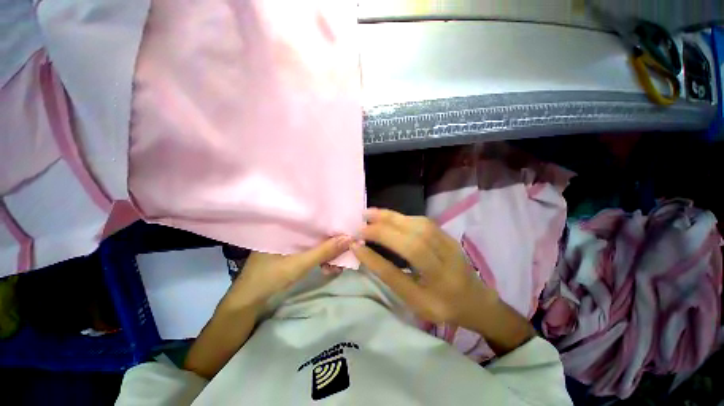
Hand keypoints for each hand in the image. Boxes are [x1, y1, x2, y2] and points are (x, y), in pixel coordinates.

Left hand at [220, 235, 352, 311]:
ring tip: (338, 263)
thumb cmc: (269, 277)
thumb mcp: (299, 264)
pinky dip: (320, 258)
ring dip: (327, 252)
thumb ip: (324, 251)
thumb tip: (349, 238)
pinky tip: (328, 267)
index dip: (330, 222)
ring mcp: (290, 242)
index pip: (313, 218)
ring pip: (315, 242)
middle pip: (316, 231)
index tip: (346, 228)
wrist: (248, 301)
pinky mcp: (292, 252)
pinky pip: (311, 251)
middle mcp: (289, 230)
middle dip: (331, 241)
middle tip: (346, 249)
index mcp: (286, 225)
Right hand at [351, 208, 497, 329]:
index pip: (405, 264)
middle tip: (361, 223)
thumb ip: (389, 276)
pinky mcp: (448, 235)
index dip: (377, 254)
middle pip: (414, 238)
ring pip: (419, 225)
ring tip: (370, 214)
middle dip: (384, 228)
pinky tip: (388, 217)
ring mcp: (450, 245)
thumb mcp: (414, 301)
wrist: (475, 300)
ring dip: (392, 217)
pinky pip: (422, 221)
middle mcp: (447, 261)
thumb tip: (363, 252)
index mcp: (439, 287)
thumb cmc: (441, 306)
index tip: (356, 243)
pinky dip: (402, 217)